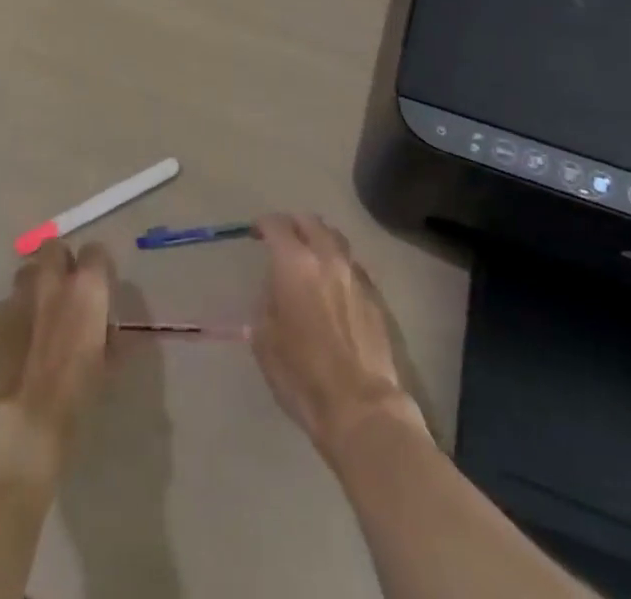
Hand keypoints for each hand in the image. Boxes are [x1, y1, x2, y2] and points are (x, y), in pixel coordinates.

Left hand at [0, 240, 116, 488]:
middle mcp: (51, 282)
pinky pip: (5, 305)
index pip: (96, 252)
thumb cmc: (75, 401)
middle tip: (65, 294)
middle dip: (60, 264)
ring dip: (35, 287)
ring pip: (26, 273)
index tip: (98, 290)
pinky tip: (13, 346)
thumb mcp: (106, 367)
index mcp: (86, 289)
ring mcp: (16, 297)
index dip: (97, 270)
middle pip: (54, 248)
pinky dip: (13, 317)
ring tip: (37, 318)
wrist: (19, 431)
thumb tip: (103, 328)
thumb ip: (105, 335)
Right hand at [251, 214, 428, 461]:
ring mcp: (355, 275)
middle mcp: (327, 258)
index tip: (255, 233)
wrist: (361, 407)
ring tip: (310, 256)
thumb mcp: (265, 342)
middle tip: (282, 239)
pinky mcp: (375, 296)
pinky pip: (354, 266)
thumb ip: (265, 307)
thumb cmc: (302, 375)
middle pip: (311, 222)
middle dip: (294, 225)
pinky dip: (339, 265)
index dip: (263, 225)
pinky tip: (334, 285)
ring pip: (336, 239)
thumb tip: (272, 296)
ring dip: (320, 240)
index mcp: (295, 264)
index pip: (277, 225)